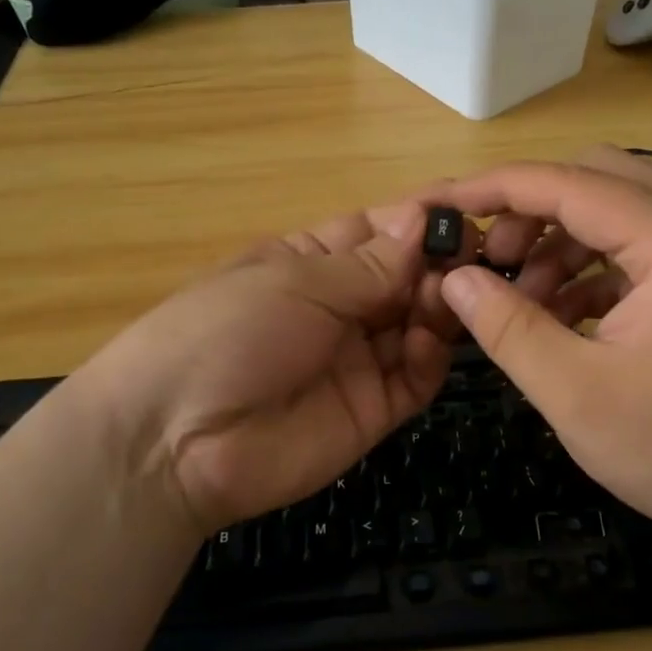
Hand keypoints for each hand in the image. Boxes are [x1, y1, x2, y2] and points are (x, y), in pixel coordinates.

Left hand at [69, 199, 474, 536]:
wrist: (177, 442)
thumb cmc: (226, 333)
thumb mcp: (294, 283)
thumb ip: (367, 264)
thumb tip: (423, 221)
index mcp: (310, 262)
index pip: (377, 232)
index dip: (419, 220)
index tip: (467, 208)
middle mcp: (339, 307)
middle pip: (405, 278)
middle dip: (439, 263)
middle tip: (475, 257)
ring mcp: (357, 360)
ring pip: (418, 324)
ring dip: (440, 306)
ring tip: (455, 297)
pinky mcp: (372, 409)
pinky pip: (415, 378)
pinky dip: (430, 357)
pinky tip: (426, 344)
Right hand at [436, 147, 651, 558]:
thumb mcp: (576, 394)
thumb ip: (508, 328)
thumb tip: (455, 279)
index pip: (567, 183)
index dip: (494, 189)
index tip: (440, 205)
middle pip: (597, 180)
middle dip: (531, 212)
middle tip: (490, 262)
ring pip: (618, 214)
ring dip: (561, 244)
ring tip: (522, 302)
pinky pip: (640, 252)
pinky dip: (593, 271)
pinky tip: (564, 318)